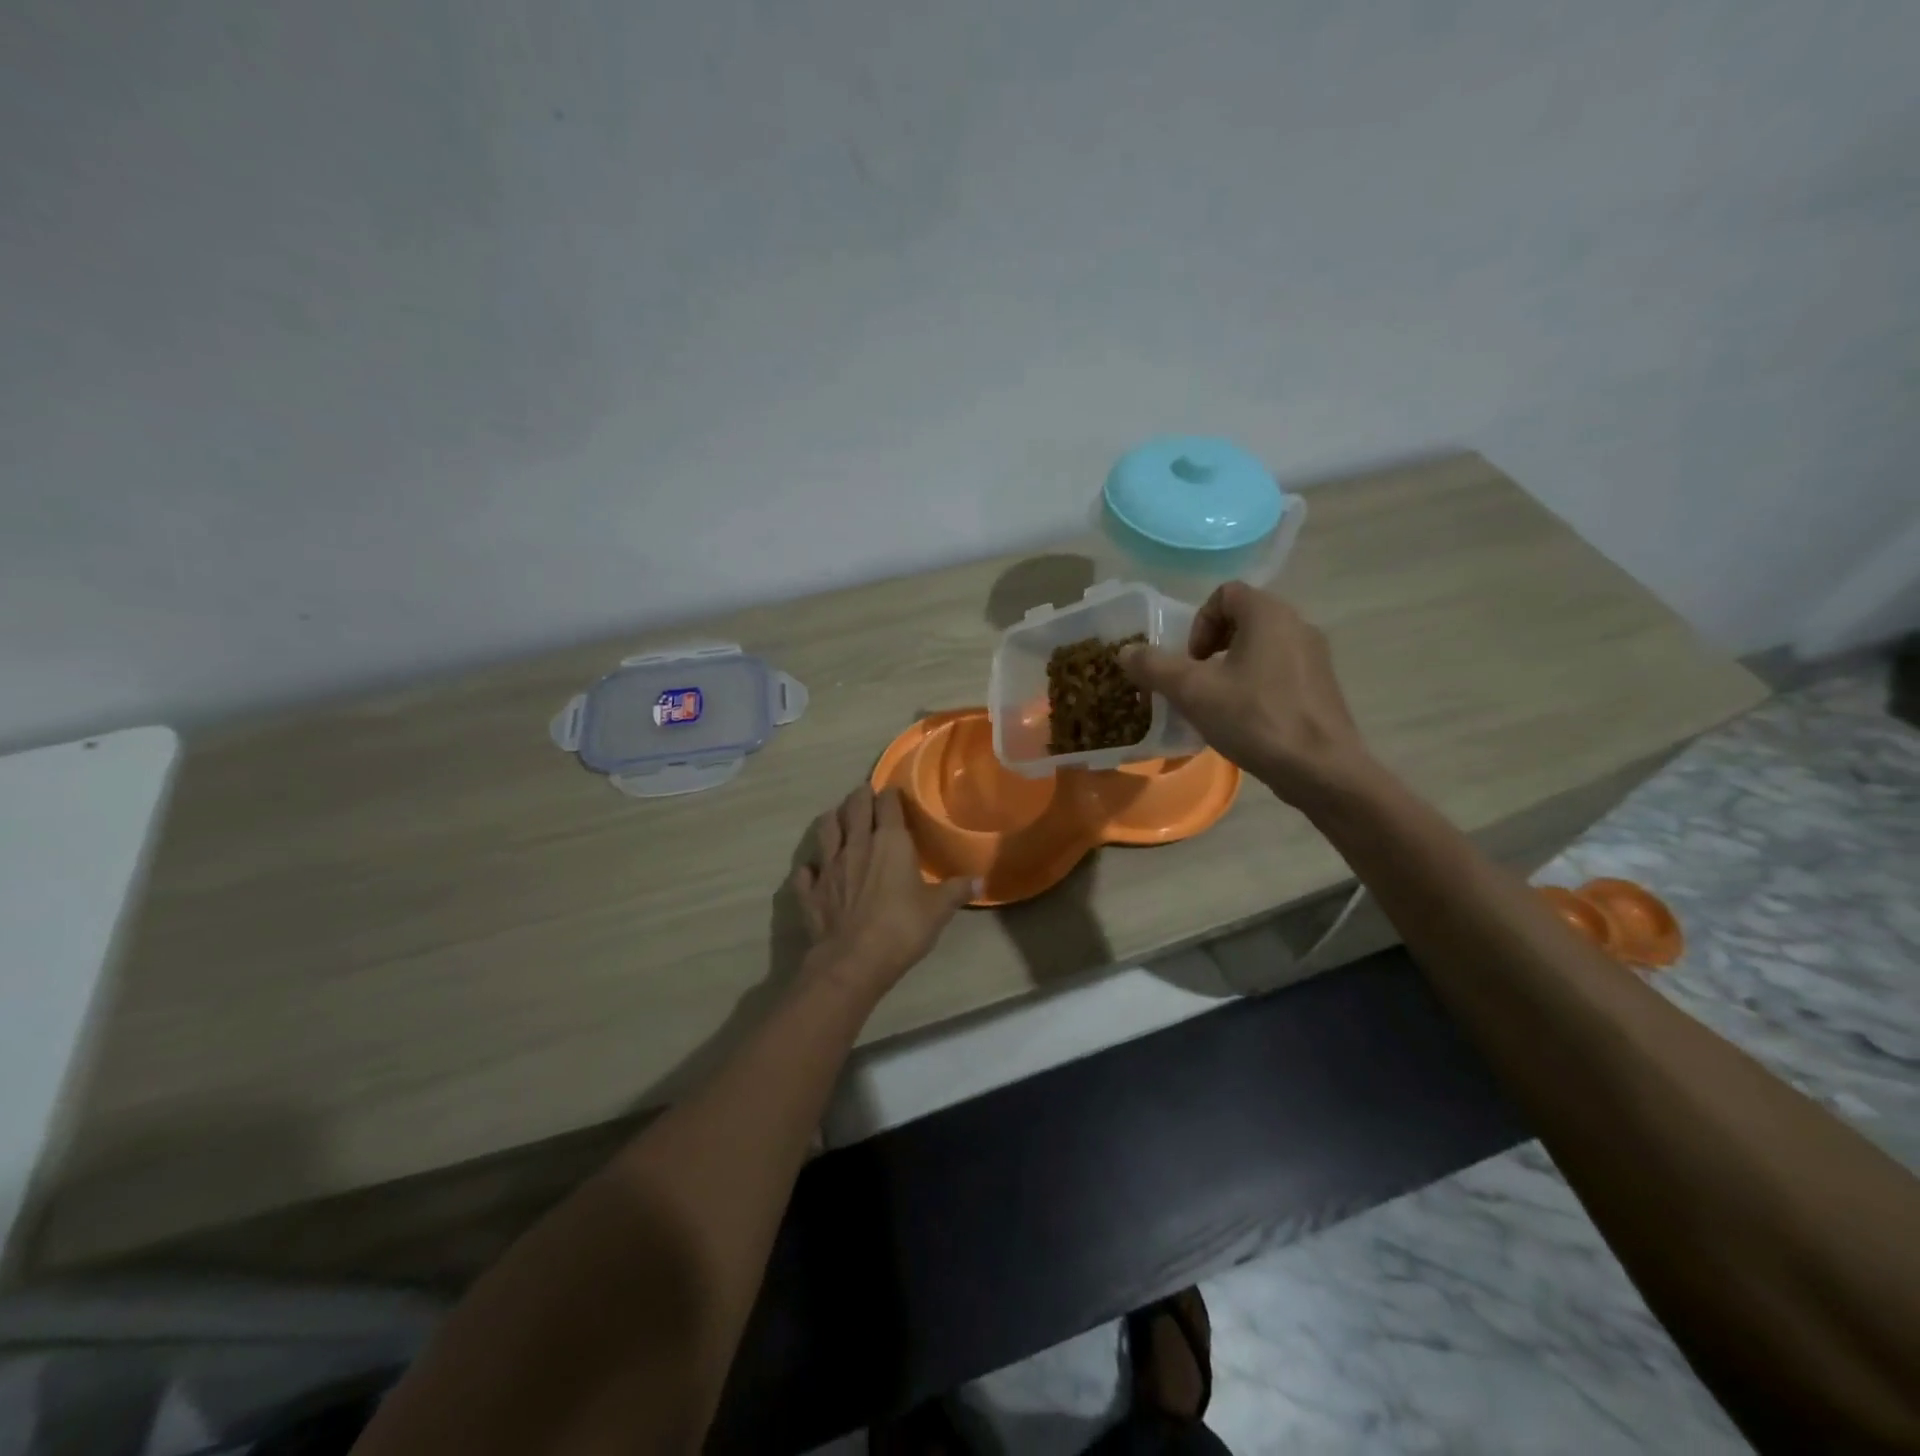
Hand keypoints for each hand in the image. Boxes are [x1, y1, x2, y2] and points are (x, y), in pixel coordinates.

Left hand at [790, 785, 975, 998]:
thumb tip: (982, 881)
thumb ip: (957, 890)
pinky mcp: (810, 890)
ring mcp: (828, 866)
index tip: (894, 793)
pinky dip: (810, 867)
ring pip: (825, 829)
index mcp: (889, 842)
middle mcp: (856, 845)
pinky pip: (805, 871)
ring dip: (832, 819)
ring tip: (837, 818)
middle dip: (860, 796)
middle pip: (854, 807)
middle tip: (865, 795)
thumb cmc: (902, 928)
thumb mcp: (938, 910)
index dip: (890, 795)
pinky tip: (814, 870)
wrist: (853, 961)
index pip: (887, 804)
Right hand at [1120, 582, 1372, 811]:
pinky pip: (1279, 671)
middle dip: (1210, 648)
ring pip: (1260, 648)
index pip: (1224, 594)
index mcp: (1269, 614)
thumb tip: (1125, 652)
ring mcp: (1315, 657)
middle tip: (1197, 683)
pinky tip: (1246, 721)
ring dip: (1231, 668)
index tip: (1191, 661)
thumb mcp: (1193, 692)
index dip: (1198, 624)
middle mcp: (1297, 624)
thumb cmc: (1255, 719)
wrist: (1321, 769)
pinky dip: (1255, 686)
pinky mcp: (1322, 687)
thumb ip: (1154, 666)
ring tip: (1217, 705)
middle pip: (1242, 620)